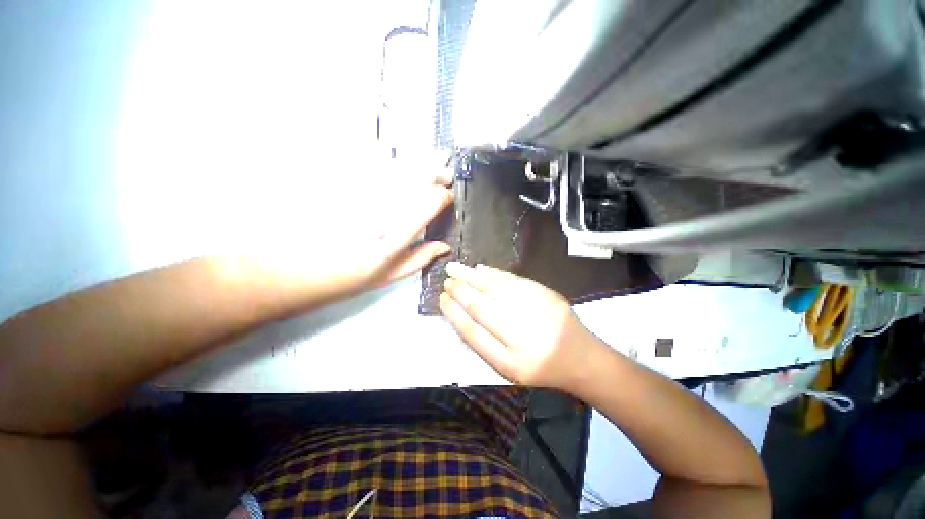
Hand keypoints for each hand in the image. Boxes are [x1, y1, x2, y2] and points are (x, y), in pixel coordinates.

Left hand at [245, 165, 453, 301]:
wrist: (297, 270)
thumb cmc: (348, 278)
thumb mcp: (389, 275)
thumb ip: (420, 258)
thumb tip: (445, 247)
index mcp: (395, 237)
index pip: (428, 204)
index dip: (443, 197)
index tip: (449, 197)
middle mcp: (381, 210)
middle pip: (415, 180)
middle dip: (436, 173)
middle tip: (446, 173)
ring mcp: (360, 194)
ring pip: (397, 169)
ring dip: (418, 163)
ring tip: (432, 161)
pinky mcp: (343, 186)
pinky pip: (372, 166)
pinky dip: (391, 162)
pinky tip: (399, 163)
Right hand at [440, 262, 599, 390]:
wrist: (580, 357)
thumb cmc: (539, 367)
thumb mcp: (508, 368)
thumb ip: (483, 343)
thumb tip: (460, 313)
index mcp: (510, 361)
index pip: (473, 332)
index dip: (454, 313)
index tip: (442, 299)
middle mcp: (521, 335)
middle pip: (482, 307)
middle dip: (460, 291)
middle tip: (446, 281)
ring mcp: (535, 310)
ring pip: (495, 289)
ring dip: (471, 277)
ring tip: (454, 268)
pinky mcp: (545, 294)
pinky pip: (512, 280)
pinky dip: (493, 273)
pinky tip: (479, 268)